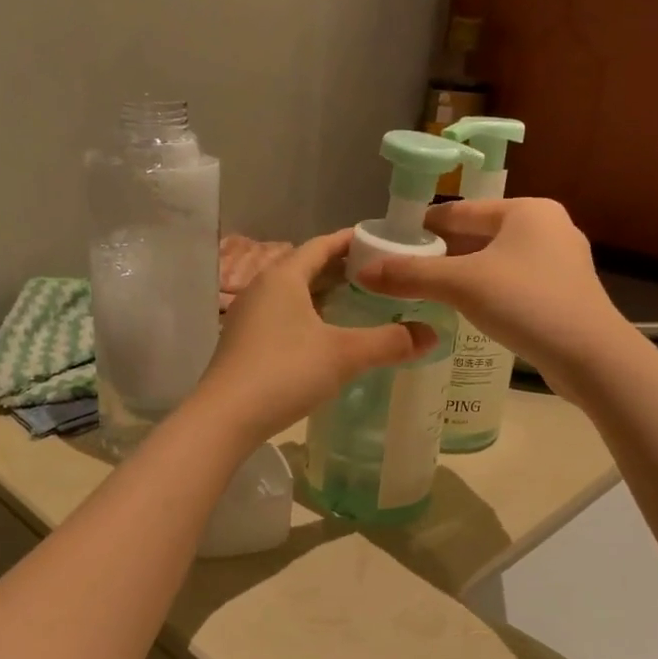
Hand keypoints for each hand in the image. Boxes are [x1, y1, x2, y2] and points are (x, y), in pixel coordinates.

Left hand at [192, 229, 436, 447]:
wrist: (225, 418)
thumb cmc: (285, 372)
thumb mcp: (344, 355)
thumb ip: (389, 342)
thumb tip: (433, 335)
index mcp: (283, 277)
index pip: (321, 245)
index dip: (351, 240)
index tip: (380, 241)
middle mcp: (262, 289)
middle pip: (305, 267)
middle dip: (340, 269)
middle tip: (377, 276)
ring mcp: (248, 317)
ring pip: (293, 295)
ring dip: (322, 295)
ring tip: (356, 303)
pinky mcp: (243, 344)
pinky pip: (282, 317)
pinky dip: (307, 317)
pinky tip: (324, 338)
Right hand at [355, 198, 625, 392]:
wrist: (590, 355)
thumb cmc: (526, 303)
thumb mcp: (461, 285)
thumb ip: (411, 275)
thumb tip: (363, 272)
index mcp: (527, 210)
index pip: (461, 211)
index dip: (423, 226)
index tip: (393, 243)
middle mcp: (548, 227)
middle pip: (479, 235)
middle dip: (442, 252)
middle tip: (404, 271)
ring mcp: (561, 261)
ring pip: (497, 261)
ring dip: (463, 274)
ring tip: (428, 291)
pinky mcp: (565, 293)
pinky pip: (514, 282)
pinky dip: (487, 290)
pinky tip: (467, 309)